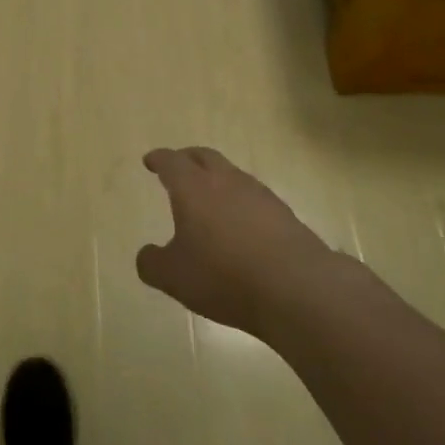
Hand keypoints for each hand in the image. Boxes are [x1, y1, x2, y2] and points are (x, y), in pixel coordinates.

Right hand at [137, 146, 332, 335]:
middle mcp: (226, 181)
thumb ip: (152, 263)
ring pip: (232, 174)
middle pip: (204, 156)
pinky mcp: (284, 214)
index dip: (158, 159)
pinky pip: (254, 198)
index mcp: (193, 188)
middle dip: (188, 158)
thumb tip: (147, 254)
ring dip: (217, 179)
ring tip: (209, 198)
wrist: (297, 288)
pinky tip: (240, 225)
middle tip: (178, 166)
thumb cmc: (223, 275)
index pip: (171, 162)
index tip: (150, 161)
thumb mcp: (174, 277)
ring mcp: (259, 195)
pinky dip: (240, 203)